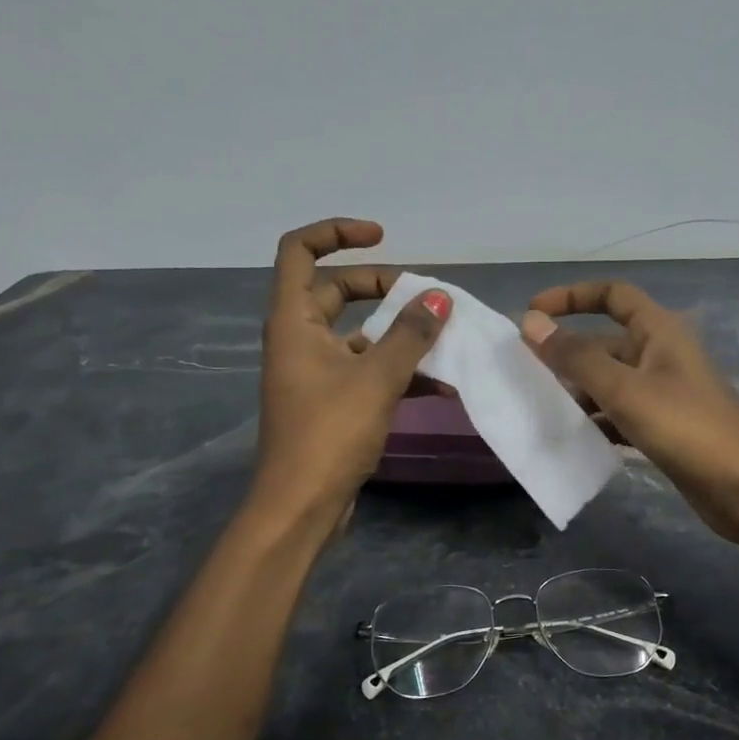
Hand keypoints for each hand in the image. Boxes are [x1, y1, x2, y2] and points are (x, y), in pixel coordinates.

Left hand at [252, 219, 450, 525]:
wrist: (301, 506)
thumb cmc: (329, 433)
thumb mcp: (376, 377)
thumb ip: (410, 334)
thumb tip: (439, 297)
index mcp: (293, 320)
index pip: (300, 250)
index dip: (337, 233)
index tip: (382, 237)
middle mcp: (299, 339)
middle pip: (335, 291)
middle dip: (382, 288)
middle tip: (423, 298)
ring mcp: (314, 372)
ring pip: (358, 335)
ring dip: (398, 335)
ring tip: (445, 340)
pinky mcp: (331, 402)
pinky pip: (366, 370)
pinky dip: (398, 370)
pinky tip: (440, 383)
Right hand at [521, 282, 738, 557]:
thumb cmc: (686, 428)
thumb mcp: (625, 389)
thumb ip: (576, 357)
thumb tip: (531, 323)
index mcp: (660, 331)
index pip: (612, 295)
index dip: (571, 296)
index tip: (533, 314)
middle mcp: (661, 354)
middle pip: (605, 342)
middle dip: (567, 354)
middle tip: (525, 373)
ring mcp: (664, 392)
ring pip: (610, 380)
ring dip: (578, 390)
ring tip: (540, 407)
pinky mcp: (664, 426)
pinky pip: (620, 412)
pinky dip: (596, 419)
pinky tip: (572, 436)